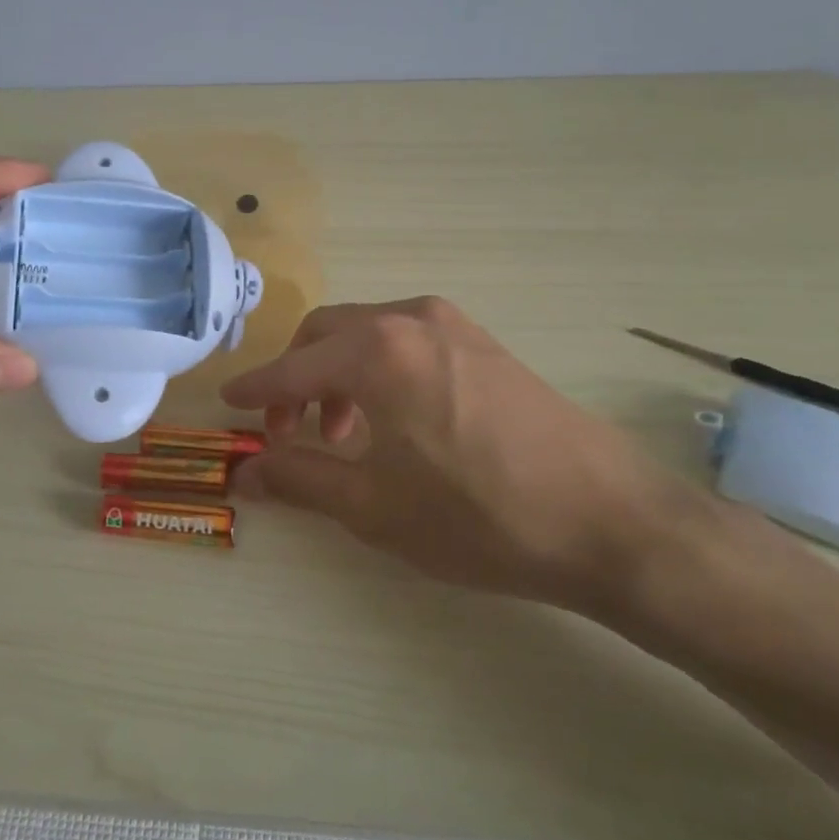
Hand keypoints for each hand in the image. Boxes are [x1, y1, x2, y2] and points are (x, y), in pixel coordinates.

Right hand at [220, 298, 700, 614]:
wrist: (610, 519)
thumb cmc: (479, 516)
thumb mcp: (374, 507)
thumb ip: (299, 480)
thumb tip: (243, 474)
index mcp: (376, 352)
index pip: (293, 367)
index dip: (256, 390)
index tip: (228, 403)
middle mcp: (411, 320)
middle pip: (327, 334)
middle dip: (298, 378)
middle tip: (291, 432)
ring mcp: (454, 325)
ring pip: (368, 334)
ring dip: (340, 374)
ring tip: (346, 435)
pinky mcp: (485, 342)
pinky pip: (408, 341)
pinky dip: (380, 370)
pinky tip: (397, 420)